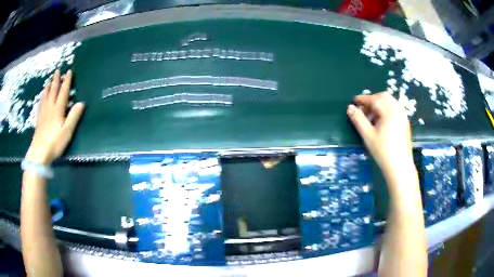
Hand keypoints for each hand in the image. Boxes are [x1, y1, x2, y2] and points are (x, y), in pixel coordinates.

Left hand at [26, 69, 84, 164]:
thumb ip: (74, 116)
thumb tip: (81, 103)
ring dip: (48, 86)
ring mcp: (43, 113)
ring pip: (46, 96)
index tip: (69, 71)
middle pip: (53, 91)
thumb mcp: (67, 131)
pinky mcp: (38, 119)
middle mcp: (50, 107)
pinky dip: (42, 97)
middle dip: (56, 80)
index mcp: (58, 109)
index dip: (67, 81)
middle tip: (58, 70)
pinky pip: (40, 104)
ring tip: (49, 80)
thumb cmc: (55, 142)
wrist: (39, 152)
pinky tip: (42, 96)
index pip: (63, 92)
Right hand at [347, 93, 413, 178]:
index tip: (354, 102)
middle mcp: (398, 110)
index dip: (363, 99)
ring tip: (372, 116)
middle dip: (372, 100)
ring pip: (390, 102)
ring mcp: (403, 116)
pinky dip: (387, 109)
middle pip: (384, 97)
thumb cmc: (383, 152)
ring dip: (380, 104)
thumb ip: (358, 120)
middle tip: (363, 109)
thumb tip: (350, 108)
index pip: (375, 99)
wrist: (400, 167)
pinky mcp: (405, 122)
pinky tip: (382, 121)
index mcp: (389, 112)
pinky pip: (395, 108)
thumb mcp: (368, 136)